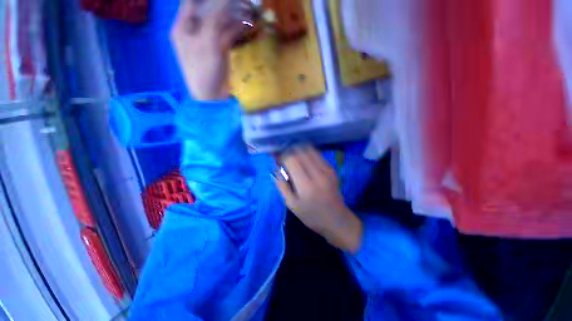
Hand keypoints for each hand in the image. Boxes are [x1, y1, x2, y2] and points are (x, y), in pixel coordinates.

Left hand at [170, 0, 244, 100]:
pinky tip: (246, 24)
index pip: (192, 2)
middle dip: (222, 4)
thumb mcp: (207, 42)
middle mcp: (194, 30)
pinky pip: (227, 34)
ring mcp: (208, 39)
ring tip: (247, 8)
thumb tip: (225, 1)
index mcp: (183, 26)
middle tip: (238, 1)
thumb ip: (214, 19)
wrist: (212, 95)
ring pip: (220, 21)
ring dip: (232, 15)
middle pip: (207, 9)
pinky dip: (236, 29)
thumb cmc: (204, 70)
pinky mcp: (219, 49)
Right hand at [273, 146, 362, 253]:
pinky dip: (307, 153)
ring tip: (293, 158)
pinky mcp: (332, 168)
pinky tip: (304, 161)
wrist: (337, 219)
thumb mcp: (291, 205)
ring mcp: (327, 169)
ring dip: (298, 150)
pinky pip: (317, 154)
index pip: (291, 159)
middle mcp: (318, 173)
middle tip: (284, 159)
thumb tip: (275, 168)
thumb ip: (281, 185)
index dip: (282, 156)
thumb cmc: (311, 215)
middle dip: (289, 151)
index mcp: (306, 185)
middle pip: (300, 151)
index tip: (278, 160)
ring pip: (309, 149)